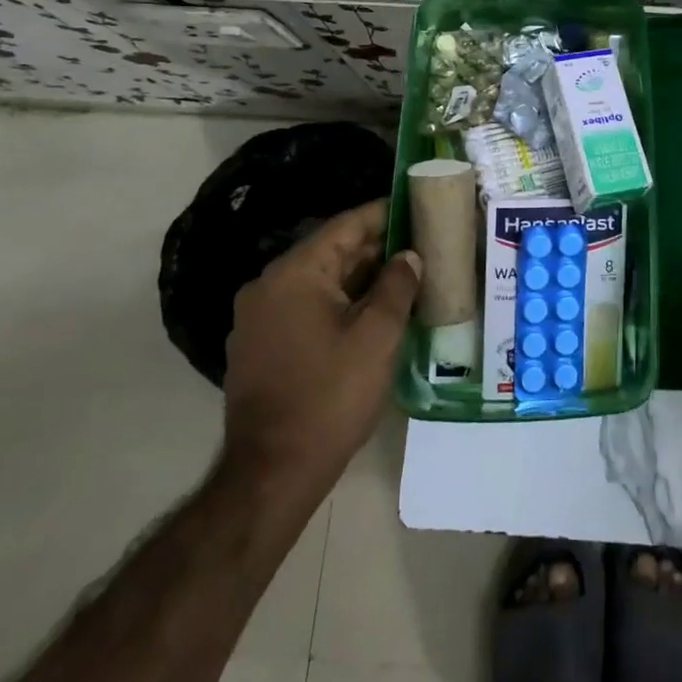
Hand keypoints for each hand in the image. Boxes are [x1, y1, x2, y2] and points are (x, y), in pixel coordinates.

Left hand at [220, 199, 420, 493]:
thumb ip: (397, 286)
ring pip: (320, 282)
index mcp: (294, 274)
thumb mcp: (377, 337)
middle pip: (331, 252)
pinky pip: (306, 307)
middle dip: (376, 248)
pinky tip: (373, 313)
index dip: (384, 214)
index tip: (416, 206)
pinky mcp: (262, 346)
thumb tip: (409, 256)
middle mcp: (269, 286)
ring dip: (360, 278)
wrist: (272, 474)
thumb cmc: (330, 397)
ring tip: (405, 276)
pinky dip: (340, 303)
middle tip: (420, 243)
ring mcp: (260, 318)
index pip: (345, 226)